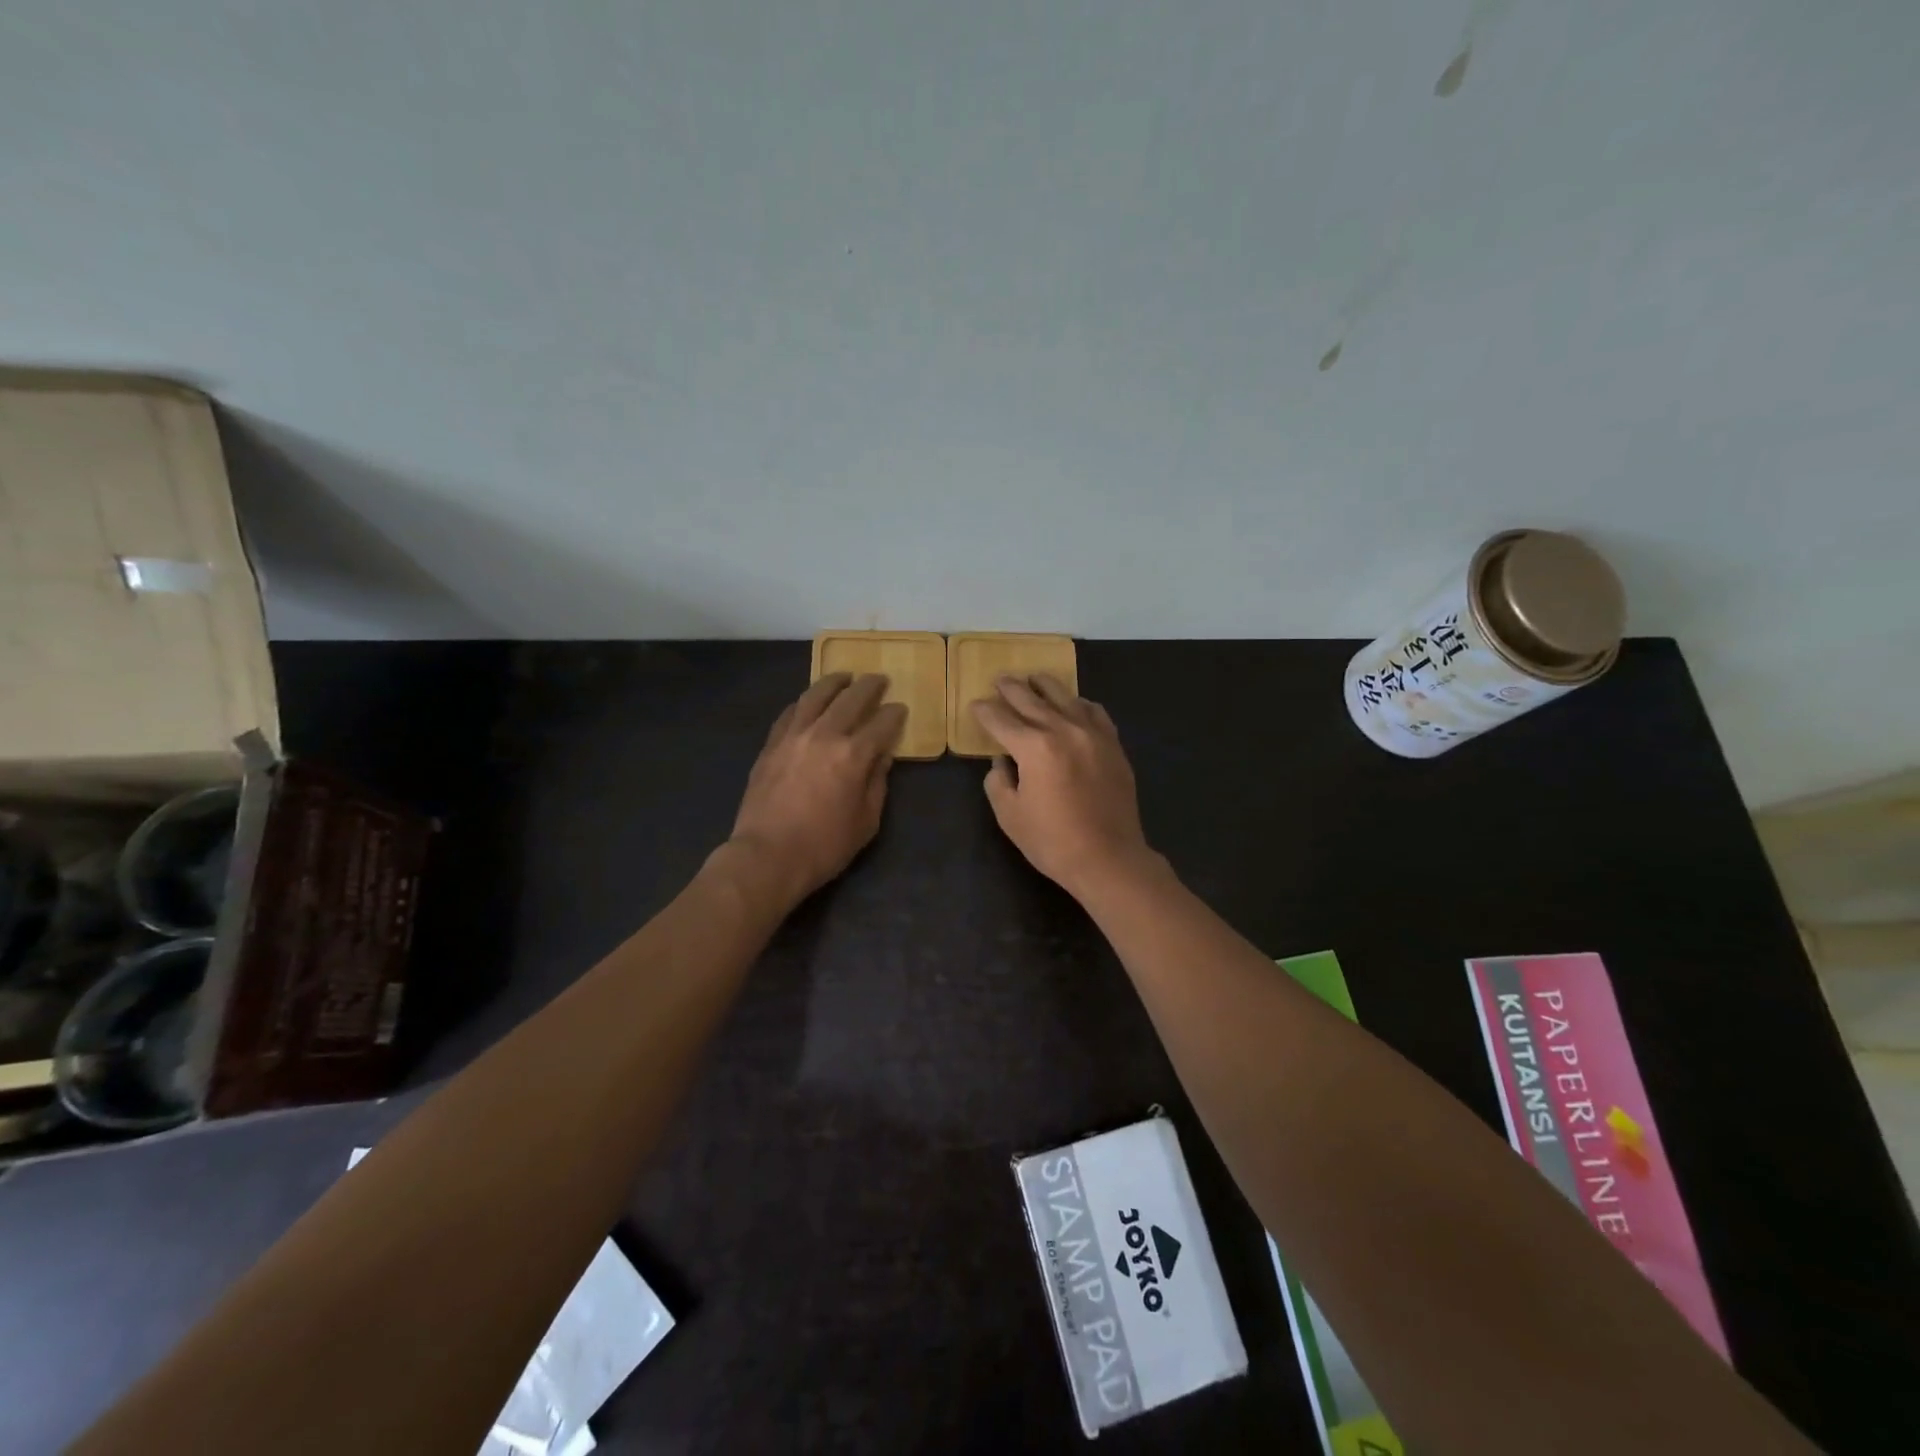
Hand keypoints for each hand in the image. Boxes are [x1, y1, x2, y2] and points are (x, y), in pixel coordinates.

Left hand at [726, 673, 906, 907]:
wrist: (767, 856)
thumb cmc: (824, 846)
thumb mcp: (866, 822)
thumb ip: (877, 784)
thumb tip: (882, 757)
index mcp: (854, 755)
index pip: (882, 724)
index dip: (894, 714)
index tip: (900, 709)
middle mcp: (824, 735)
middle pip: (850, 699)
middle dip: (869, 686)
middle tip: (879, 679)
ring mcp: (793, 736)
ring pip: (816, 696)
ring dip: (833, 682)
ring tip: (844, 675)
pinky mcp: (771, 745)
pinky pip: (790, 713)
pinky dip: (804, 702)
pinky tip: (809, 701)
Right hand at [971, 674, 1159, 900]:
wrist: (1109, 858)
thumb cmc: (1052, 841)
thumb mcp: (1010, 815)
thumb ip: (998, 781)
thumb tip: (1002, 761)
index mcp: (1034, 747)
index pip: (1001, 720)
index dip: (985, 712)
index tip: (976, 705)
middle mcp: (1063, 730)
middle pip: (1032, 701)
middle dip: (1011, 689)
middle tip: (1000, 679)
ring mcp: (1093, 734)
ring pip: (1066, 698)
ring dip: (1045, 686)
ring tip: (1034, 679)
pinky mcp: (1113, 745)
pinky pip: (1095, 712)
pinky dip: (1079, 704)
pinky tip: (1074, 704)